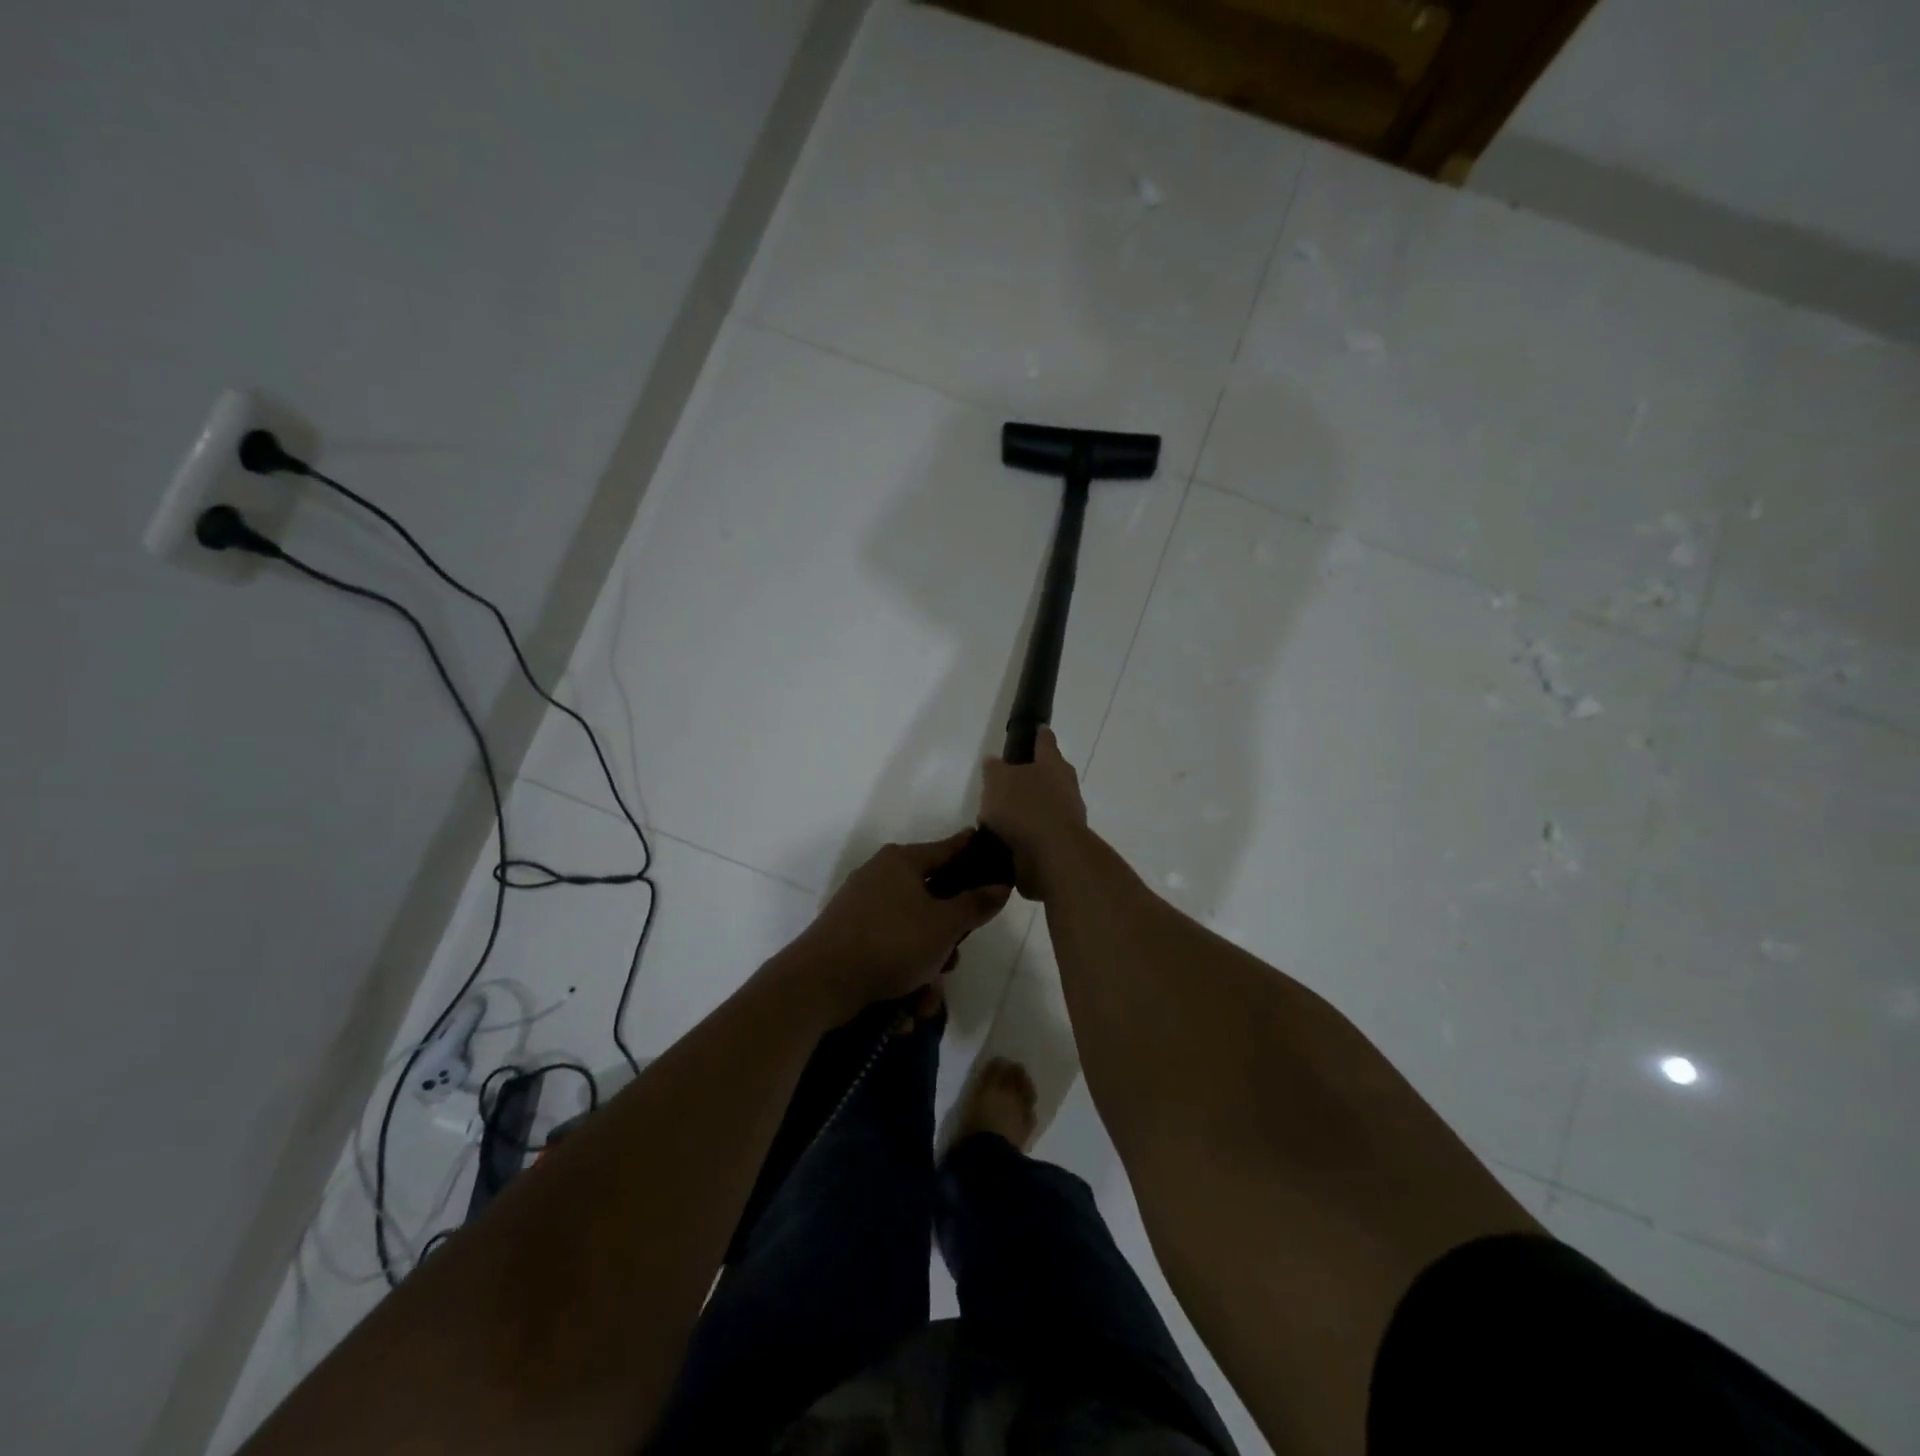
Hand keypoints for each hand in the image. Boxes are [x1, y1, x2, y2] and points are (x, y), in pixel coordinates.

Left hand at [786, 834, 1009, 1023]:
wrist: (820, 982)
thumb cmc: (891, 942)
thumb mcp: (944, 925)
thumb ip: (976, 904)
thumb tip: (1000, 884)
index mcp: (902, 861)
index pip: (950, 848)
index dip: (975, 855)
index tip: (997, 862)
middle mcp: (880, 877)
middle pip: (932, 900)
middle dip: (947, 939)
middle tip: (953, 960)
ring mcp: (861, 908)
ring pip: (912, 934)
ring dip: (926, 969)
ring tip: (926, 998)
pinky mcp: (849, 939)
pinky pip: (889, 952)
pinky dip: (902, 977)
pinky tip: (906, 1010)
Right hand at [979, 728, 1088, 901]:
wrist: (1053, 856)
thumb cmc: (1025, 808)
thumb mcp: (998, 781)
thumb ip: (995, 770)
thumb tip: (994, 761)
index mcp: (1052, 764)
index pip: (1045, 742)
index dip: (1040, 735)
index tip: (1039, 729)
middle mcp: (1066, 786)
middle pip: (1052, 774)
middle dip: (1036, 775)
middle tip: (1013, 778)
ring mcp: (1069, 815)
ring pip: (1049, 803)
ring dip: (1032, 807)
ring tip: (1005, 815)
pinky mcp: (1064, 842)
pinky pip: (1044, 830)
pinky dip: (1031, 832)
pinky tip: (1012, 839)